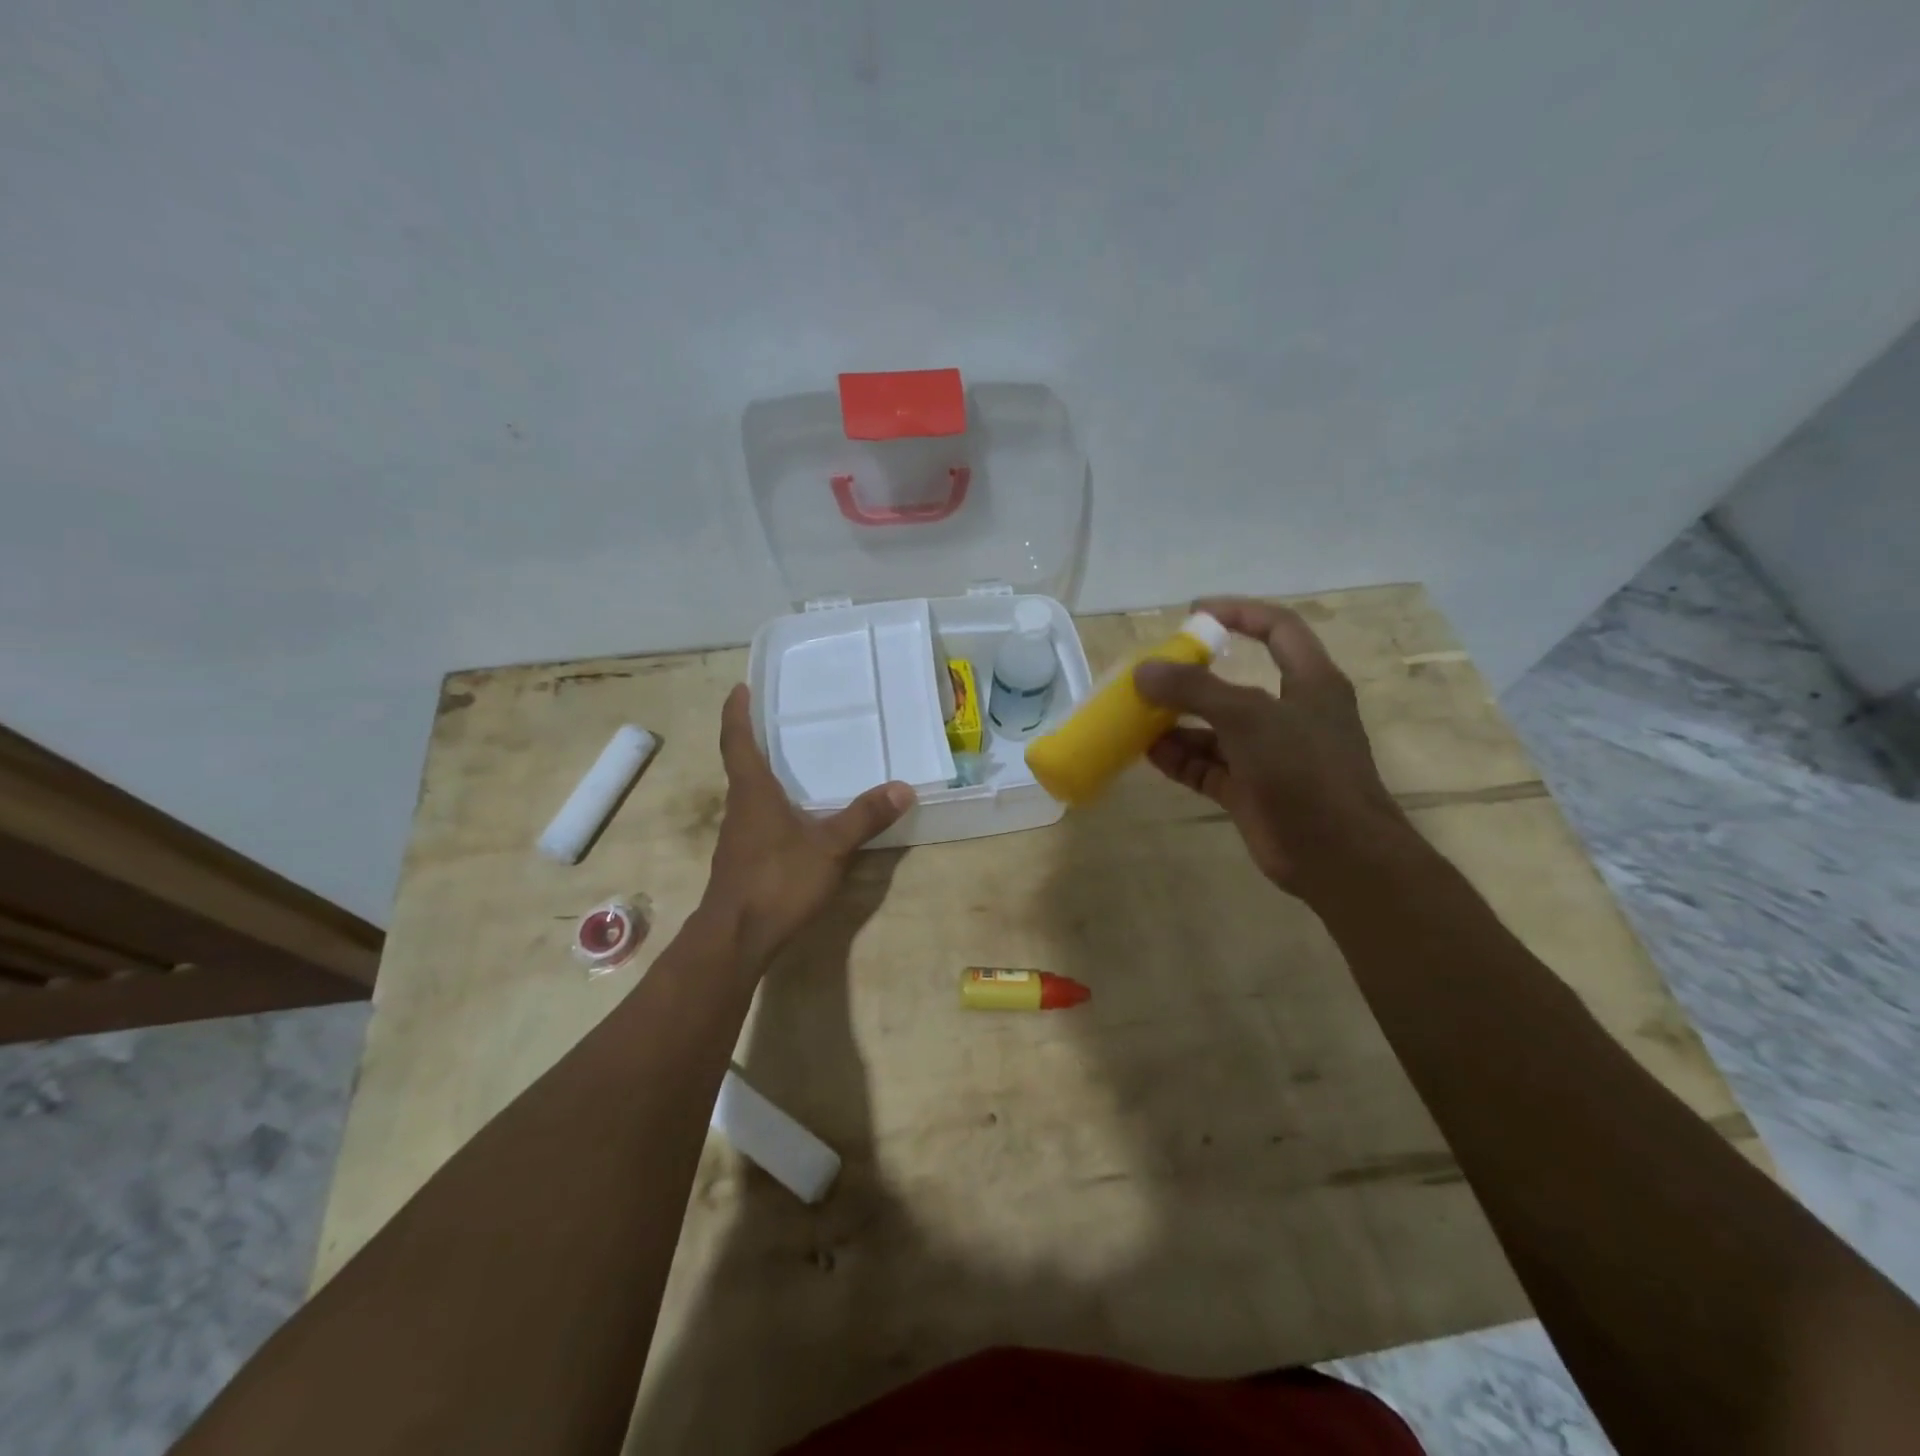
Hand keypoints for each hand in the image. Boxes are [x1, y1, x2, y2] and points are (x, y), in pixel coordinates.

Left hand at [700, 684, 914, 973]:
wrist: (736, 938)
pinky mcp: (743, 859)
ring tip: (792, 762)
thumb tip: (903, 787)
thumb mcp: (829, 847)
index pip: (737, 741)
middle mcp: (740, 807)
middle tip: (778, 719)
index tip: (740, 688)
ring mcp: (739, 836)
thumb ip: (865, 817)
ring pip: (748, 794)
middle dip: (754, 739)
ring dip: (763, 773)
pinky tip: (795, 816)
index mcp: (752, 792)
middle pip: (741, 764)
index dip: (737, 713)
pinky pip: (757, 819)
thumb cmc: (777, 881)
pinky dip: (771, 804)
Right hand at [1133, 598, 1410, 899]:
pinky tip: (1148, 752)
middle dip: (1192, 677)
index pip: (1278, 629)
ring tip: (1136, 716)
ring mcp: (1269, 755)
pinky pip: (1207, 765)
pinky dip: (1180, 758)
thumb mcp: (1249, 718)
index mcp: (1310, 682)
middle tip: (1150, 675)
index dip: (1239, 613)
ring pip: (1215, 728)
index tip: (1194, 613)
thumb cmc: (1304, 771)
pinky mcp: (1250, 790)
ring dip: (1177, 722)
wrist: (1337, 855)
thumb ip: (1195, 690)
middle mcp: (1290, 714)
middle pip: (1235, 682)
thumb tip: (1143, 670)